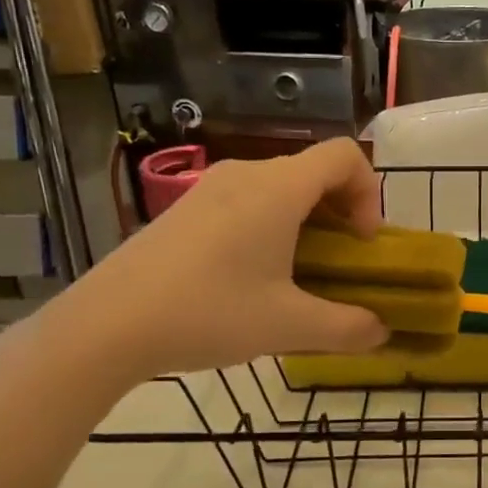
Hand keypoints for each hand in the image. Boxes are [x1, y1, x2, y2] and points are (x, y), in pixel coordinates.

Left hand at [28, 139, 390, 386]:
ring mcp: (210, 189)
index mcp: (278, 188)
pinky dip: (269, 226)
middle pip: (312, 171)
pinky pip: (246, 202)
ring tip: (297, 274)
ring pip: (278, 187)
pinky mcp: (185, 210)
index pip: (343, 155)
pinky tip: (251, 277)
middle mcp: (246, 174)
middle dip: (340, 211)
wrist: (106, 325)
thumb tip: (381, 332)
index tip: (362, 242)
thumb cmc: (208, 313)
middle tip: (340, 262)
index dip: (368, 191)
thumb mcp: (288, 326)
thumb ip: (347, 328)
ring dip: (305, 221)